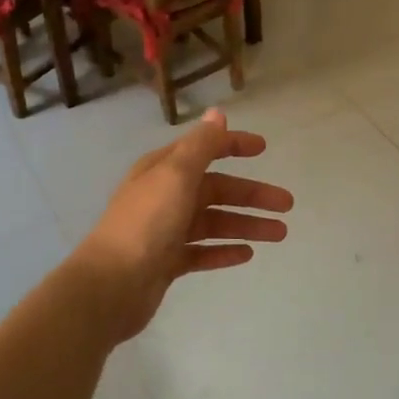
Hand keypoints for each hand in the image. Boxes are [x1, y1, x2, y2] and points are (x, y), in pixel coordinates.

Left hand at [75, 108, 292, 342]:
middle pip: (216, 190)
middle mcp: (164, 196)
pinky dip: (224, 251)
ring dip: (246, 225)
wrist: (111, 284)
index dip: (233, 146)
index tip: (264, 149)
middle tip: (287, 205)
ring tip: (279, 234)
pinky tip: (247, 255)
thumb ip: (201, 146)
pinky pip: (202, 252)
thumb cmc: (146, 223)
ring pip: (214, 223)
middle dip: (252, 195)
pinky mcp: (167, 262)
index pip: (204, 150)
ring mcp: (165, 231)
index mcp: (163, 170)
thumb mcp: (176, 175)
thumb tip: (218, 114)